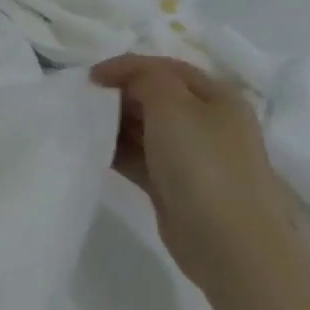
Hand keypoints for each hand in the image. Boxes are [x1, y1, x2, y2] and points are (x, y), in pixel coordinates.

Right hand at [91, 54, 297, 290]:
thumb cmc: (203, 165)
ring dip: (113, 124)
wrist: (229, 242)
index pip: (165, 68)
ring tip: (81, 124)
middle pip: (155, 97)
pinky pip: (139, 158)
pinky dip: (116, 152)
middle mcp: (206, 123)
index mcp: (216, 97)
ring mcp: (191, 156)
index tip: (89, 78)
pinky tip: (91, 151)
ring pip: (144, 129)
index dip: (126, 66)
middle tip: (81, 101)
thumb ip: (146, 78)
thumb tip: (124, 75)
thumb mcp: (173, 107)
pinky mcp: (173, 185)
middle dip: (118, 95)